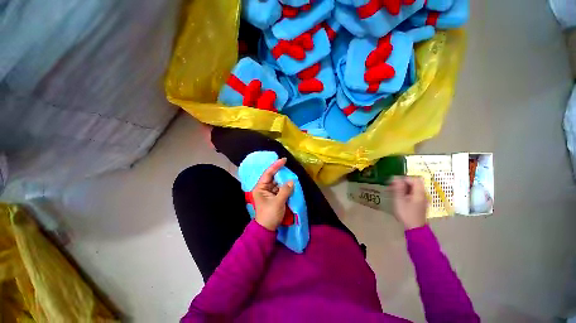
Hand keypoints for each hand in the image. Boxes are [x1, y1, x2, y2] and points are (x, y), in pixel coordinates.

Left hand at [253, 158, 293, 230]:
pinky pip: (279, 189)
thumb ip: (285, 190)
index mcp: (260, 188)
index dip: (276, 166)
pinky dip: (285, 186)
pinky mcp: (273, 197)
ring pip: (277, 183)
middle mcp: (263, 188)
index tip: (283, 159)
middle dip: (281, 173)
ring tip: (291, 175)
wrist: (267, 229)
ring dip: (284, 180)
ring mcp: (268, 193)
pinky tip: (290, 184)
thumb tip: (292, 181)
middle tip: (289, 167)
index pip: (268, 173)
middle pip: (273, 177)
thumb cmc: (270, 215)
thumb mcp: (278, 202)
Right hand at [391, 176, 427, 229]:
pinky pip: (413, 193)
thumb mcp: (399, 200)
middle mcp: (423, 194)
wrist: (414, 228)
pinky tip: (399, 197)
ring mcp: (422, 198)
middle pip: (414, 183)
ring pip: (413, 188)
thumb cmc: (406, 214)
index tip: (395, 183)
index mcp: (419, 192)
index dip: (404, 179)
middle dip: (402, 183)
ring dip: (403, 187)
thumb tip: (396, 177)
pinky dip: (406, 192)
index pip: (414, 179)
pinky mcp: (420, 202)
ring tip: (393, 191)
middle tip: (392, 187)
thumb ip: (398, 188)